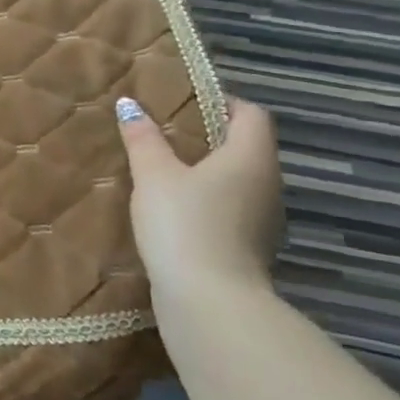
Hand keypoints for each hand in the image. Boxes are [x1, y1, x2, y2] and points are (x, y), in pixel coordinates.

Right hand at [115, 95, 282, 307]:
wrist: (209, 300)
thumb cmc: (184, 223)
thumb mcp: (153, 175)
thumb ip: (143, 139)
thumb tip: (130, 104)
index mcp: (250, 158)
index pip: (251, 114)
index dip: (222, 100)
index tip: (184, 100)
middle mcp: (268, 184)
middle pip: (246, 147)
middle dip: (210, 136)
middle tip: (165, 131)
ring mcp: (264, 219)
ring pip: (239, 180)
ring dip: (209, 171)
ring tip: (166, 169)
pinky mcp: (251, 247)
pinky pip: (232, 208)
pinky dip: (209, 200)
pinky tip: (176, 209)